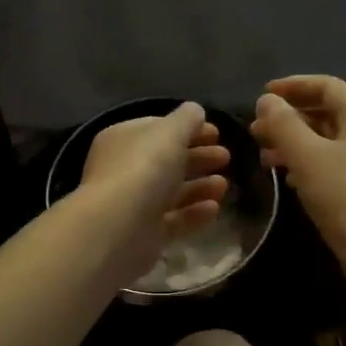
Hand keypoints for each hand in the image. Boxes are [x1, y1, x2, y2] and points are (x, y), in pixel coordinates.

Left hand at [79, 103, 230, 279]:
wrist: (119, 227)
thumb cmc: (144, 168)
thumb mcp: (169, 132)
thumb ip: (186, 119)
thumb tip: (195, 111)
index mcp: (122, 140)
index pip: (157, 129)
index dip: (187, 128)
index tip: (216, 133)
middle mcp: (123, 170)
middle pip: (166, 160)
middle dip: (197, 157)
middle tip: (226, 157)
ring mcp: (132, 204)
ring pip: (171, 192)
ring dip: (200, 186)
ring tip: (224, 185)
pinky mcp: (144, 234)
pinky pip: (173, 220)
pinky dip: (194, 213)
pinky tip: (214, 208)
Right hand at [251, 76, 345, 283]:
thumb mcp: (308, 157)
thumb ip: (284, 125)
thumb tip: (267, 101)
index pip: (327, 86)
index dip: (293, 86)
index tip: (261, 96)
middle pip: (326, 112)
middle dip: (289, 118)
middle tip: (256, 130)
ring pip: (326, 141)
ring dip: (294, 143)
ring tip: (264, 156)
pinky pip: (331, 165)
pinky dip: (306, 165)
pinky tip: (287, 179)